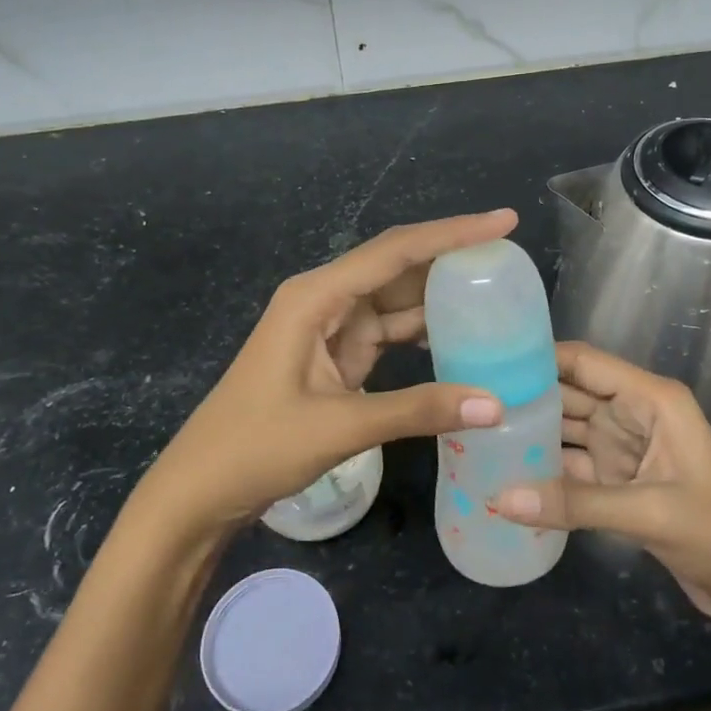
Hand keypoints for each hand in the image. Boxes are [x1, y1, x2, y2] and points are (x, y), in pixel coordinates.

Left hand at [140, 210, 518, 533]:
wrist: (200, 489)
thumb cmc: (256, 447)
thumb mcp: (340, 426)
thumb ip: (417, 411)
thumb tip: (496, 405)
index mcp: (316, 296)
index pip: (396, 252)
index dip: (453, 234)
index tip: (504, 221)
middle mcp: (324, 300)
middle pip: (397, 267)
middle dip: (451, 259)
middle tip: (509, 258)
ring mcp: (329, 328)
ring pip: (394, 300)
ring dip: (439, 297)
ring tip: (497, 292)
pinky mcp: (335, 357)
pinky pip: (387, 332)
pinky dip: (422, 334)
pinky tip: (460, 337)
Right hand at [493, 343, 710, 619]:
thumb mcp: (649, 512)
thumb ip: (575, 504)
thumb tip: (501, 499)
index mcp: (650, 399)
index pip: (586, 363)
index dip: (541, 356)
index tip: (490, 359)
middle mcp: (632, 414)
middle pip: (570, 393)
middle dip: (526, 394)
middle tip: (471, 398)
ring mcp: (622, 448)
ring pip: (566, 430)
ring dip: (530, 432)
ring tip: (477, 431)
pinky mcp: (616, 481)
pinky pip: (571, 466)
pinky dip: (543, 469)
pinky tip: (505, 471)